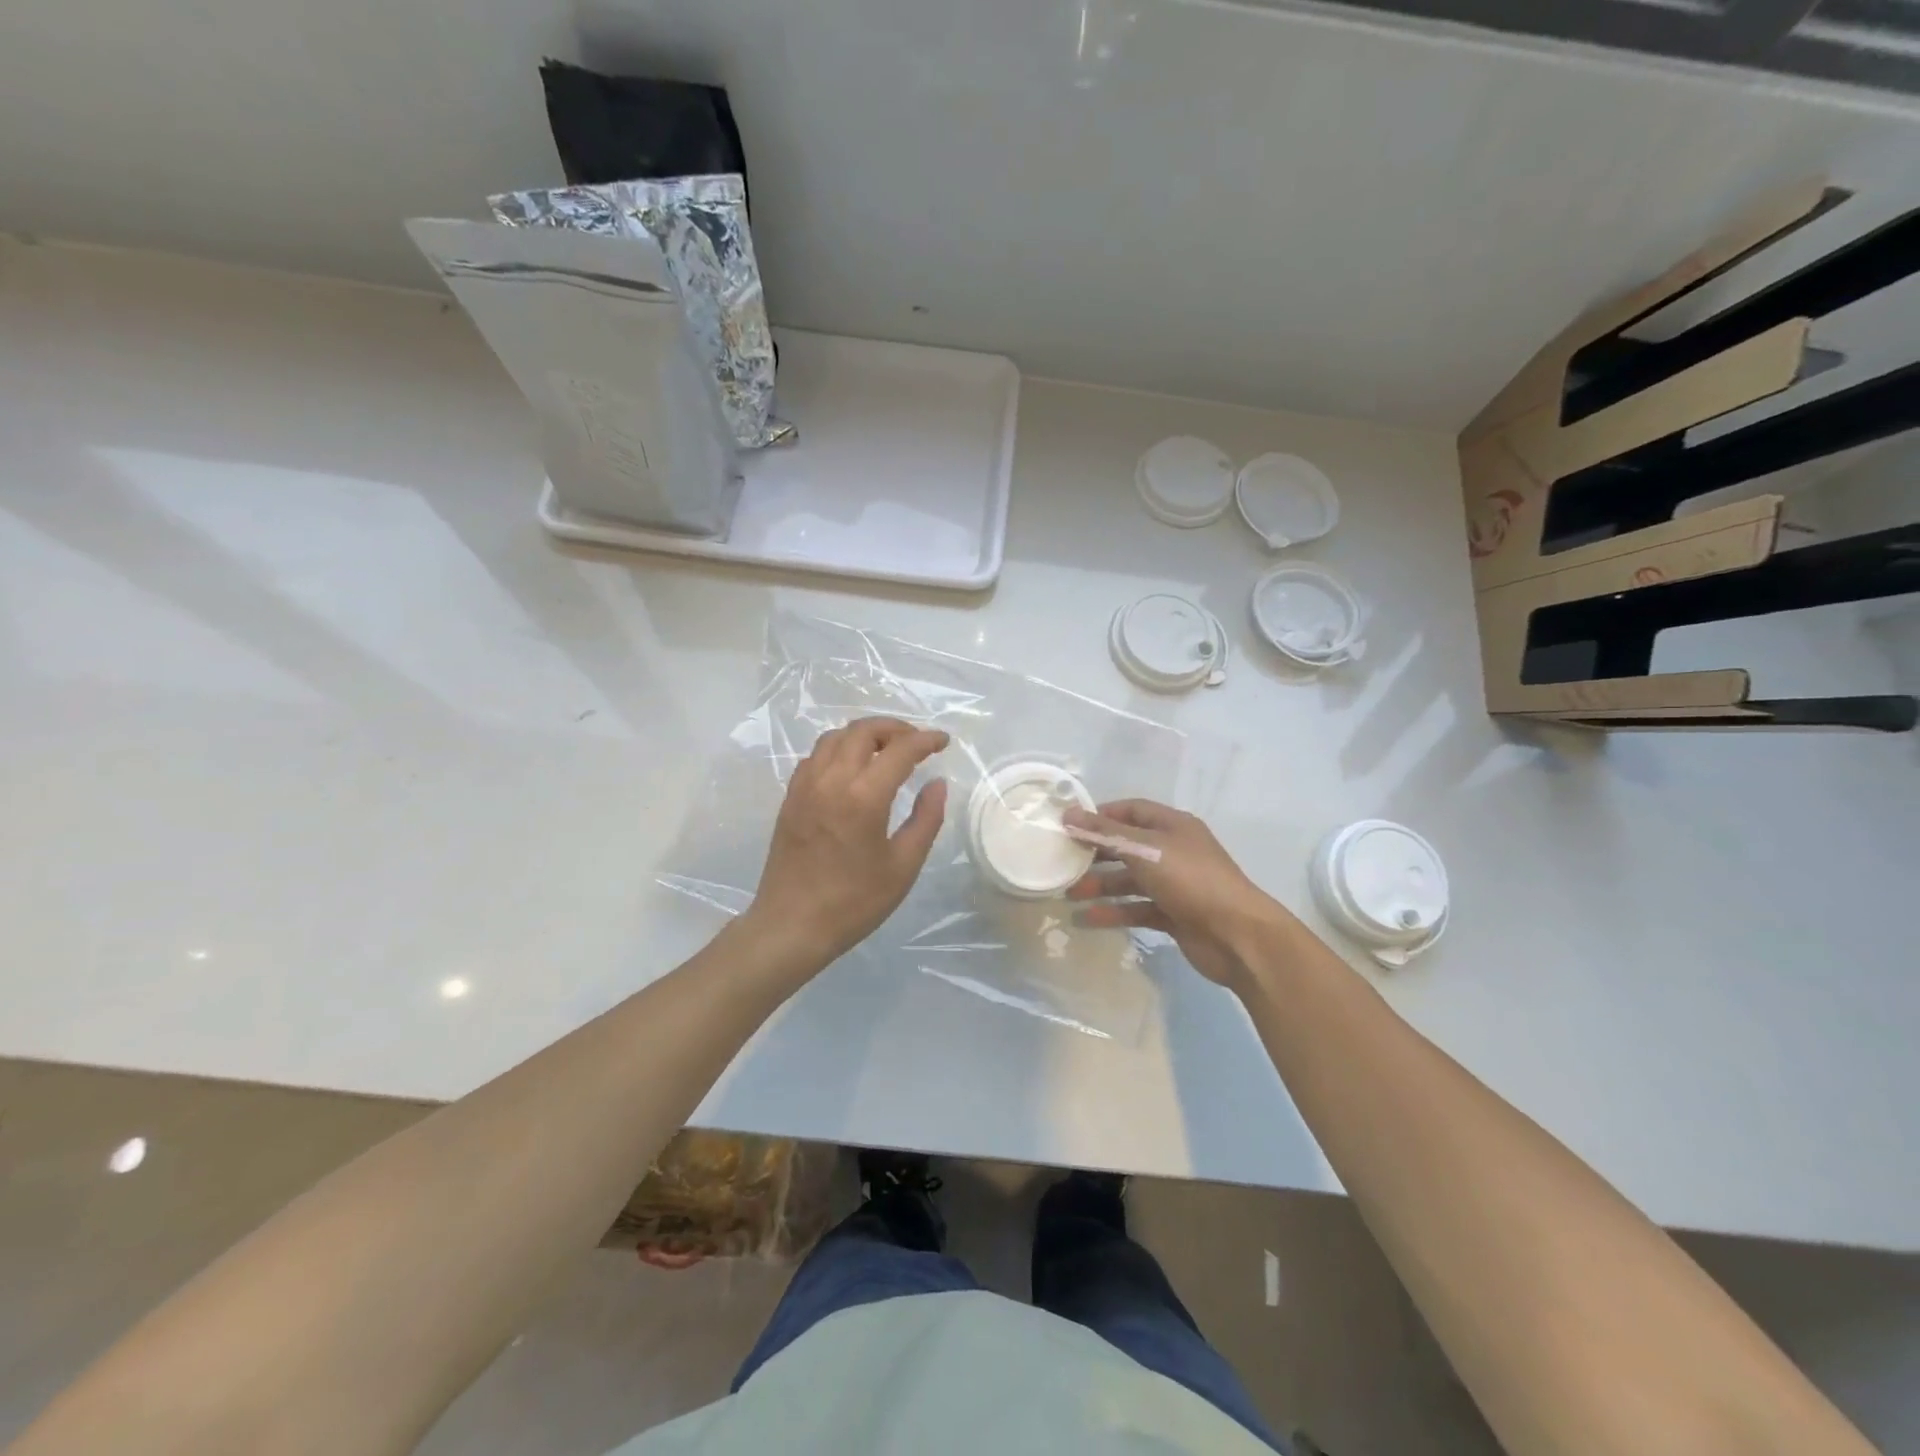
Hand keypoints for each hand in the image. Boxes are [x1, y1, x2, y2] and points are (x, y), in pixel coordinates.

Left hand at [744, 717, 949, 966]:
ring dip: (864, 735)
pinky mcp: (790, 798)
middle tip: (916, 742)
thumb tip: (936, 783)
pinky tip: (851, 769)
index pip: (900, 750)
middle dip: (895, 728)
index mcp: (863, 797)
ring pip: (835, 738)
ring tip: (886, 750)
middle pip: (863, 731)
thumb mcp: (903, 866)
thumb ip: (926, 819)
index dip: (925, 740)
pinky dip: (839, 749)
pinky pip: (815, 756)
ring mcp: (805, 786)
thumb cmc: (854, 902)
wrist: (792, 926)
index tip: (943, 741)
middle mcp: (831, 780)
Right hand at [1063, 800, 1294, 989]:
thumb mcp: (1144, 849)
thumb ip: (1104, 833)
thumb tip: (1068, 813)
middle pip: (1128, 846)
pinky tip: (1088, 919)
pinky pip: (1138, 908)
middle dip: (1096, 854)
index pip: (1131, 810)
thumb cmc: (1190, 879)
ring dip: (1101, 885)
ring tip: (1069, 895)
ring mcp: (1175, 884)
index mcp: (1172, 825)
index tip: (1069, 825)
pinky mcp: (1174, 914)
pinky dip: (1115, 912)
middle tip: (1063, 861)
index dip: (1100, 815)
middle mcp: (1174, 850)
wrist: (1237, 935)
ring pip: (1131, 880)